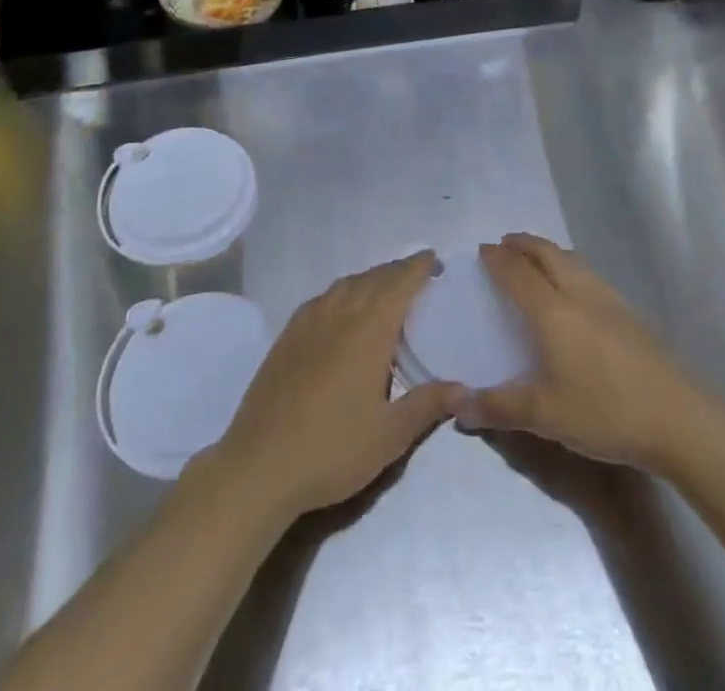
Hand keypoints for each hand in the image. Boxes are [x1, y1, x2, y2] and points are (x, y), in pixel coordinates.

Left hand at [203, 252, 464, 525]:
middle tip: (416, 274)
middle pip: (372, 278)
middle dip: (396, 271)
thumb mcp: (390, 435)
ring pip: (345, 285)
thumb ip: (428, 404)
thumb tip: (464, 387)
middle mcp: (339, 314)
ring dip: (368, 279)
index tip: (433, 259)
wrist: (259, 465)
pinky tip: (341, 310)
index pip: (398, 284)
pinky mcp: (286, 338)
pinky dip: (341, 293)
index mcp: (368, 330)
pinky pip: (321, 299)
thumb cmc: (332, 449)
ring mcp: (308, 323)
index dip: (417, 267)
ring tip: (384, 288)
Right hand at [461, 233, 710, 471]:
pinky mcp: (630, 312)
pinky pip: (590, 274)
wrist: (677, 417)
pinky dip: (570, 267)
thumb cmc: (604, 412)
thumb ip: (498, 407)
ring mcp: (609, 299)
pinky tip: (575, 289)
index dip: (498, 259)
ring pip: (572, 260)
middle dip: (523, 244)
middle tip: (505, 244)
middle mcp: (579, 294)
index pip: (518, 273)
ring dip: (548, 251)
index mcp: (552, 312)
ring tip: (536, 259)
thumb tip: (454, 406)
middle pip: (547, 254)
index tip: (482, 250)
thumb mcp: (544, 415)